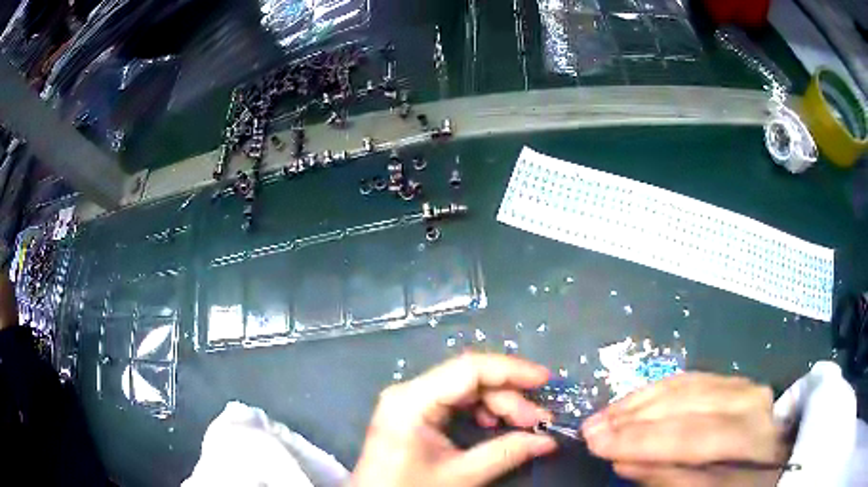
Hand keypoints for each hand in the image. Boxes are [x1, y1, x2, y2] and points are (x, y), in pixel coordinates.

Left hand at [350, 353, 557, 486]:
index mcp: (412, 400)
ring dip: (498, 404)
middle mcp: (409, 391)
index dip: (512, 370)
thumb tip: (548, 440)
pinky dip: (481, 410)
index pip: (469, 369)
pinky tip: (493, 426)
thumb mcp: (461, 476)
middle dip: (509, 397)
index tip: (545, 380)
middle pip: (470, 378)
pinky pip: (455, 400)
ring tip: (522, 426)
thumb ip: (506, 454)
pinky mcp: (414, 412)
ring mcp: (410, 400)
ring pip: (465, 388)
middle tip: (538, 421)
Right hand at [582, 373, 788, 486]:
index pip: (691, 435)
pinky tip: (636, 400)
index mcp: (750, 435)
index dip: (641, 440)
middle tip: (591, 428)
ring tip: (606, 414)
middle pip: (685, 403)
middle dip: (633, 418)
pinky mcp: (734, 381)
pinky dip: (658, 390)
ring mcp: (743, 384)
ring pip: (685, 384)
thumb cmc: (745, 484)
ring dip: (640, 400)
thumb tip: (624, 461)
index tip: (596, 444)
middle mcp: (749, 400)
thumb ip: (671, 478)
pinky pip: (692, 378)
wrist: (778, 459)